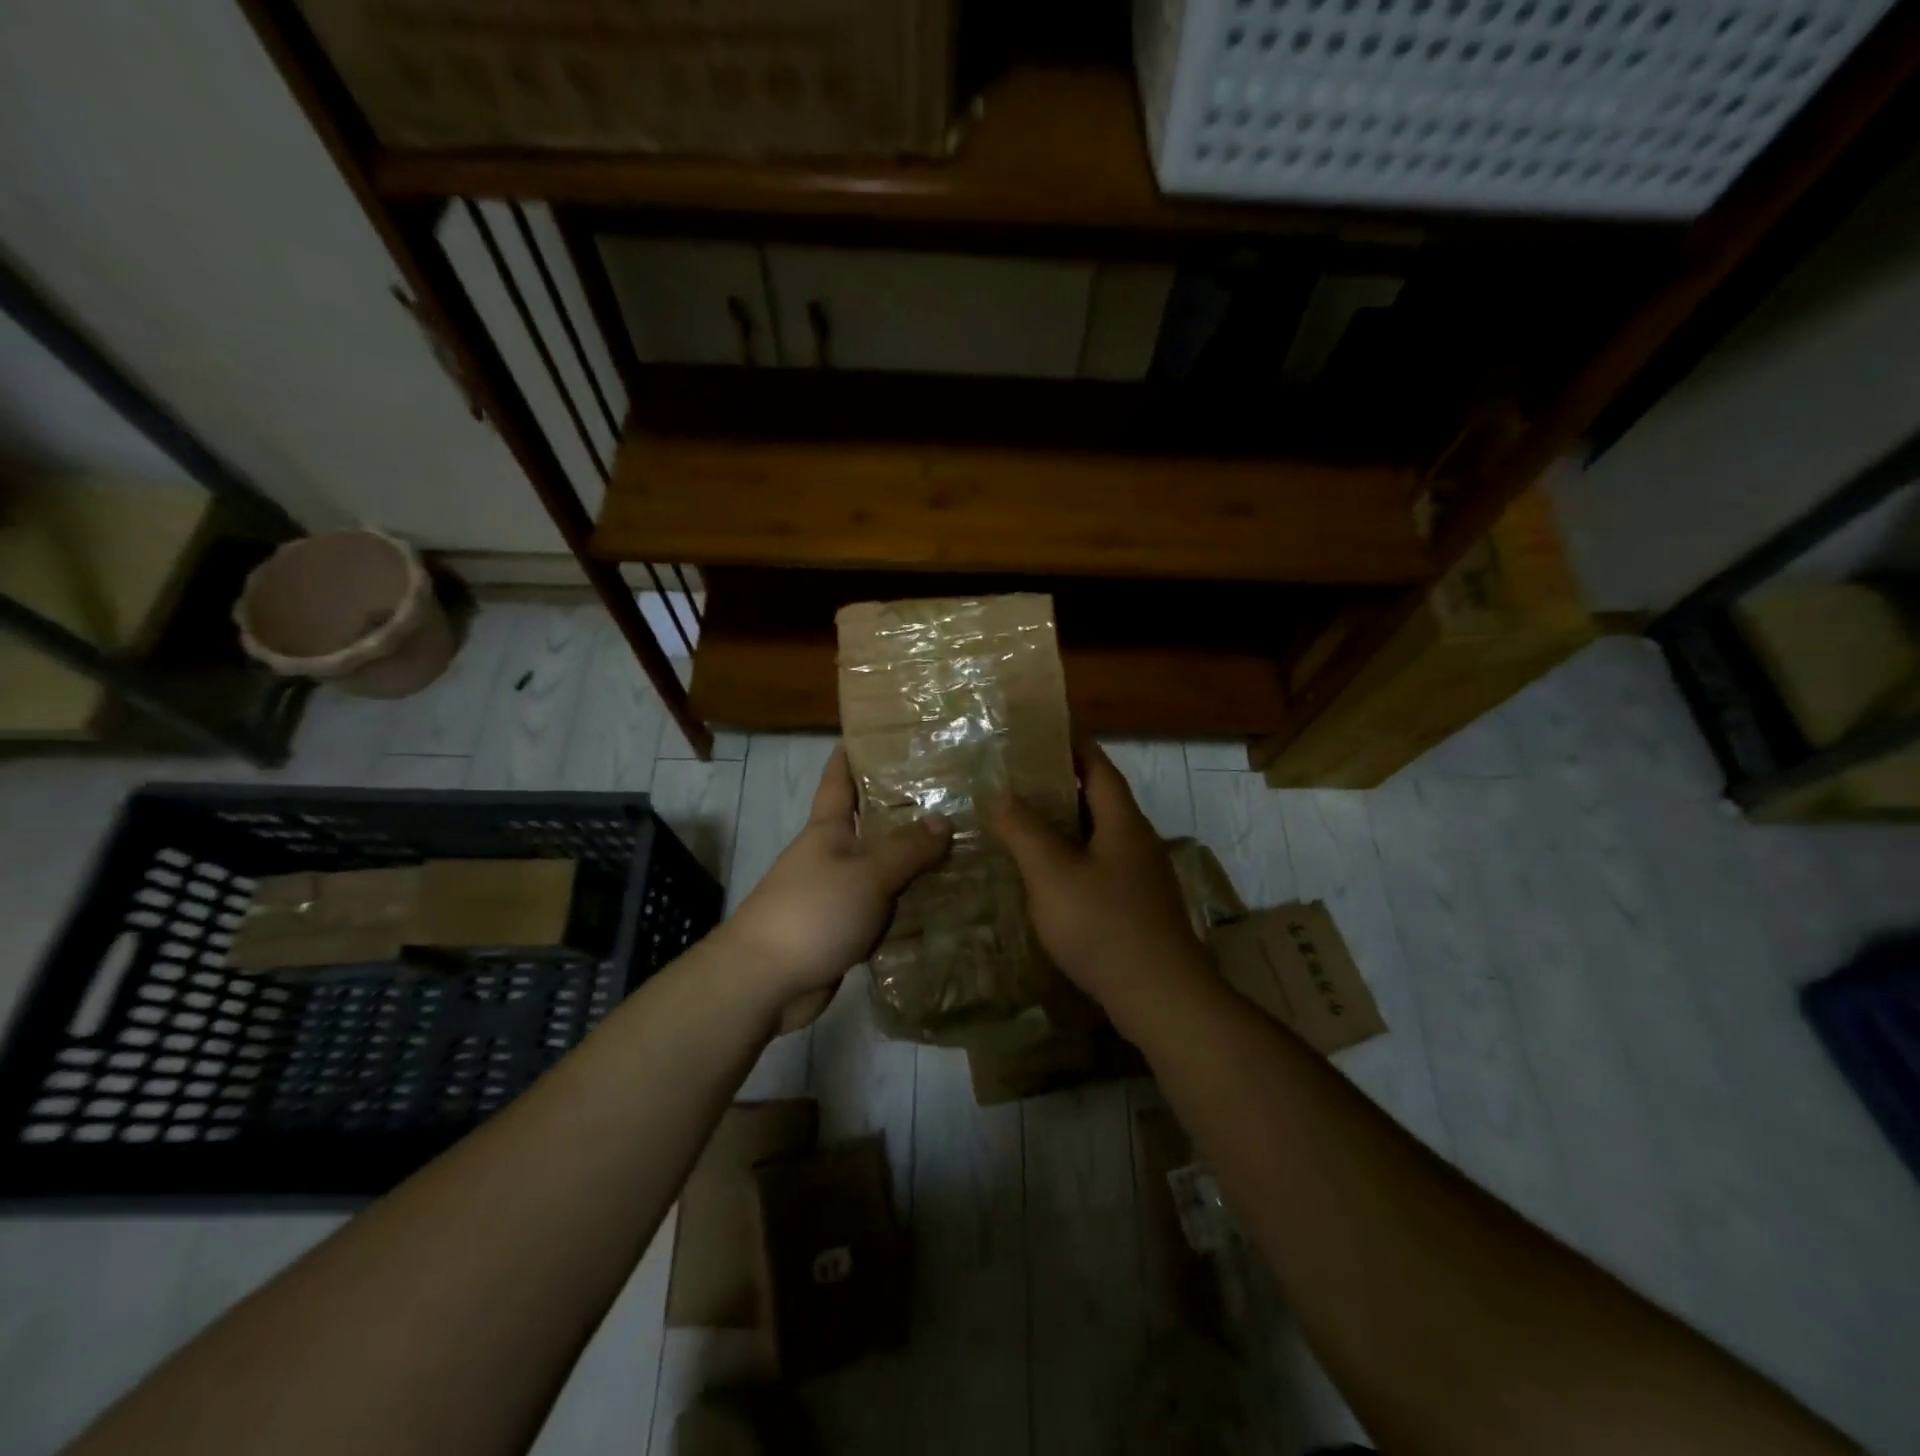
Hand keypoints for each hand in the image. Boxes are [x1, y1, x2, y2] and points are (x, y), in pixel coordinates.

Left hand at [717, 743, 951, 1033]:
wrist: (765, 980)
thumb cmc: (813, 911)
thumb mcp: (867, 874)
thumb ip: (907, 848)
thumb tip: (944, 820)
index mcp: (828, 829)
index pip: (839, 780)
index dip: (852, 754)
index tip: (875, 732)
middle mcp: (830, 854)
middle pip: (868, 823)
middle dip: (901, 807)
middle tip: (949, 793)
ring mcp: (834, 892)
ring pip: (879, 867)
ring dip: (910, 860)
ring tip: (958, 846)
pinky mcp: (841, 927)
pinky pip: (880, 907)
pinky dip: (905, 902)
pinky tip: (939, 901)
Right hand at [987, 742, 1212, 1035]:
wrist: (1160, 997)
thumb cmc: (1104, 926)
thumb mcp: (1052, 874)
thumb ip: (1024, 831)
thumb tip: (1000, 792)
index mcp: (1122, 822)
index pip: (1098, 766)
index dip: (1072, 743)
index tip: (1043, 727)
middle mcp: (1137, 841)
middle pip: (1099, 798)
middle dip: (1061, 783)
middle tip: (1017, 776)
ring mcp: (1140, 877)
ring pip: (1098, 835)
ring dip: (1064, 823)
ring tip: (1022, 820)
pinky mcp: (1137, 907)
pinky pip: (1099, 866)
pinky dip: (1071, 857)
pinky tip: (1045, 875)